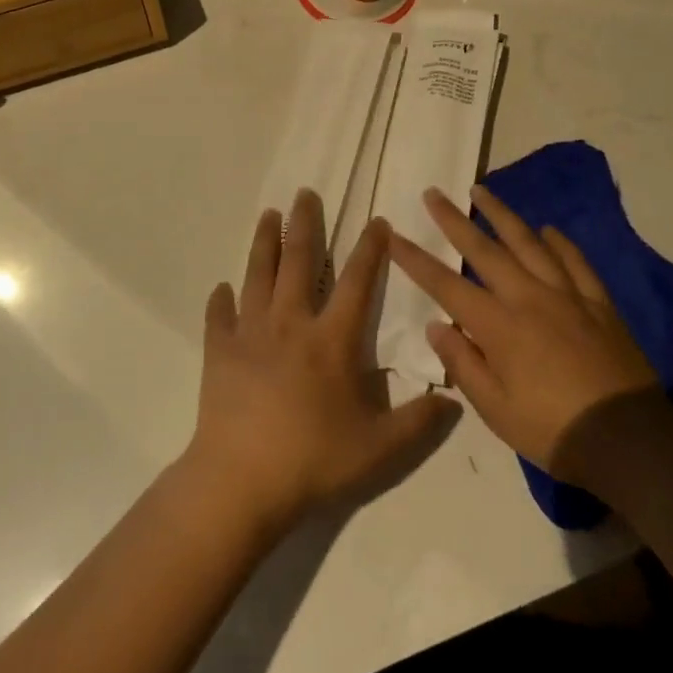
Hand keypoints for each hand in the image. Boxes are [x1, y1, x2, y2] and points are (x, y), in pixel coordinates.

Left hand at [185, 190, 458, 527]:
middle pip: (298, 261)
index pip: (357, 282)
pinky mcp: (220, 351)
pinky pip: (220, 316)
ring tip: (267, 215)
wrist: (242, 479)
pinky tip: (222, 288)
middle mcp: (290, 323)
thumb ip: (418, 422)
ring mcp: (250, 333)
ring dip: (263, 242)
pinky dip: (221, 300)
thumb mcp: (380, 449)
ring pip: (257, 275)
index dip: (370, 250)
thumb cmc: (314, 460)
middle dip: (304, 224)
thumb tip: (453, 400)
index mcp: (331, 340)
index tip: (377, 222)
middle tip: (304, 193)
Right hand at [387, 184, 672, 489]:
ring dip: (502, 215)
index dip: (415, 259)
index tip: (392, 234)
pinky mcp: (598, 304)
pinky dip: (560, 243)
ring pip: (530, 244)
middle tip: (434, 193)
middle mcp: (529, 299)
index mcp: (498, 327)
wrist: (629, 441)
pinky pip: (576, 263)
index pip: (446, 285)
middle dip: (454, 220)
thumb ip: (462, 363)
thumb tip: (437, 325)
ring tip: (482, 191)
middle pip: (484, 250)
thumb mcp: (495, 409)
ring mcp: (567, 297)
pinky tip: (549, 230)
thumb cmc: (552, 430)